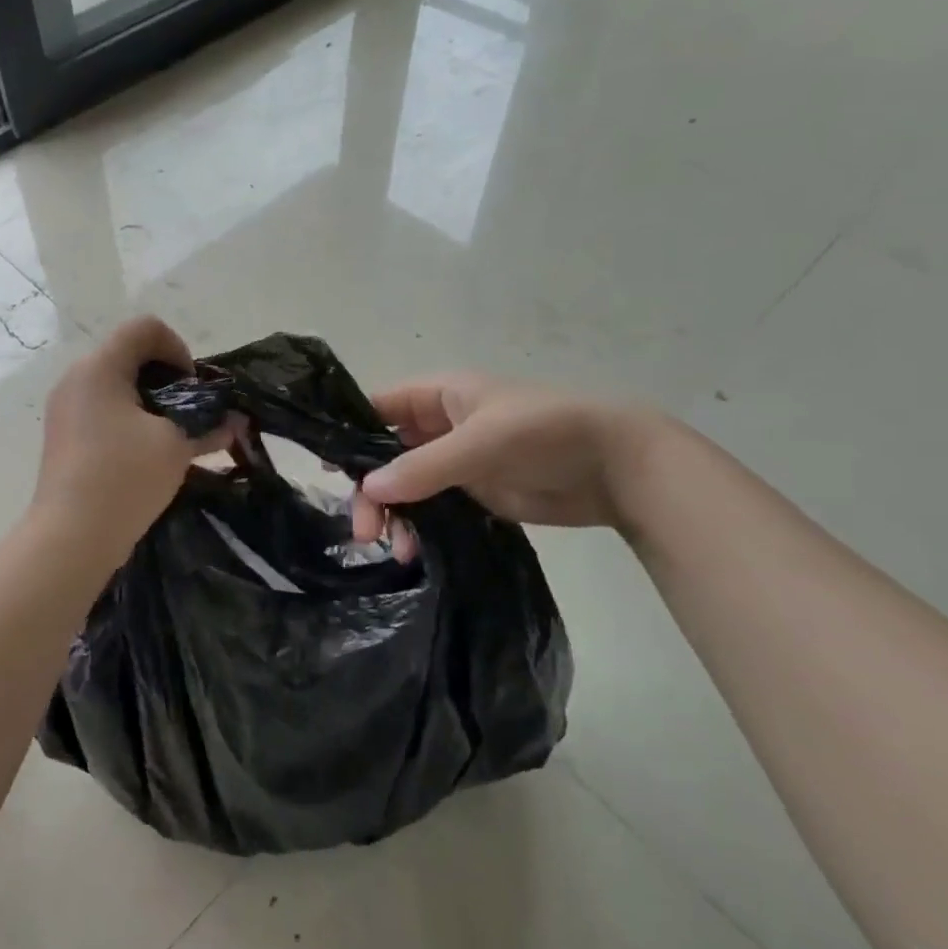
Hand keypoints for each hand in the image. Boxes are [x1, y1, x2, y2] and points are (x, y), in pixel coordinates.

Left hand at [33, 317, 226, 564]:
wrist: (71, 537)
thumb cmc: (124, 477)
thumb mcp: (175, 446)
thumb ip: (208, 426)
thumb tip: (235, 423)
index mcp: (99, 367)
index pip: (145, 328)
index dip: (178, 349)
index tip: (191, 390)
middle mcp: (76, 378)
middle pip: (130, 354)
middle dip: (167, 379)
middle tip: (188, 414)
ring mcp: (65, 408)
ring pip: (117, 385)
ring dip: (150, 402)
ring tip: (171, 438)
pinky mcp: (64, 435)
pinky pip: (103, 410)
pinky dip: (129, 420)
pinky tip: (147, 454)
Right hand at [351, 373, 668, 553]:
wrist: (618, 467)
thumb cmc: (545, 433)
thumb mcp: (481, 442)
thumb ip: (423, 465)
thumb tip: (367, 488)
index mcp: (439, 396)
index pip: (379, 406)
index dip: (349, 432)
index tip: (328, 469)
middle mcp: (439, 427)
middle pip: (385, 454)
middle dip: (372, 491)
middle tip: (364, 531)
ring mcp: (455, 463)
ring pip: (404, 486)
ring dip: (393, 515)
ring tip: (395, 550)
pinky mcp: (473, 494)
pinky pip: (430, 510)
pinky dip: (417, 528)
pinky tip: (412, 552)